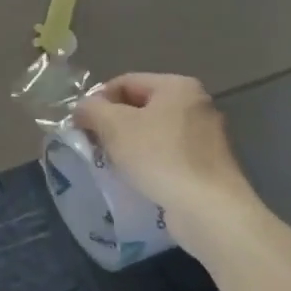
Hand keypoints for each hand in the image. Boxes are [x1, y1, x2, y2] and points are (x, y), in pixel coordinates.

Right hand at [75, 73, 253, 225]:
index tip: (81, 125)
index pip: (124, 82)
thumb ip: (91, 109)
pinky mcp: (207, 163)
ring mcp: (205, 135)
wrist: (208, 208)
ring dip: (127, 144)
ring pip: (152, 131)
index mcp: (177, 86)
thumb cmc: (159, 157)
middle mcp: (196, 104)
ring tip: (112, 163)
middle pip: (139, 106)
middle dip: (112, 124)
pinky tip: (136, 177)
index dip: (97, 100)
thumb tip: (83, 108)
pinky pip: (167, 153)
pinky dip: (148, 160)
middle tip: (93, 144)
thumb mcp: (114, 126)